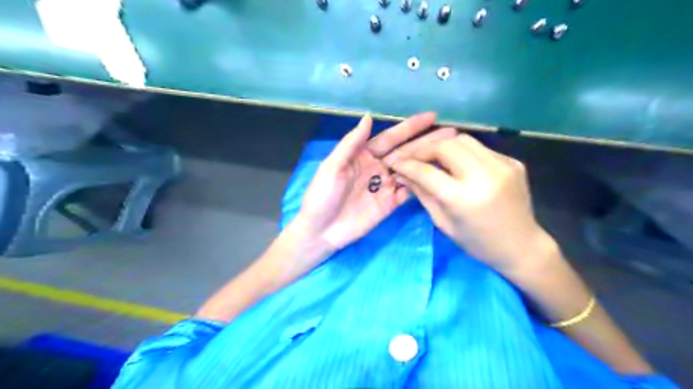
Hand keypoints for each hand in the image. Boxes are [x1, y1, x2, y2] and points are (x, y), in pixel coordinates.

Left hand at [290, 111, 457, 253]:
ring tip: (452, 152)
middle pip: (406, 152)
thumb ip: (351, 144)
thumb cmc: (321, 196)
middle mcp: (377, 168)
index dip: (410, 127)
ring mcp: (385, 186)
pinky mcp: (390, 204)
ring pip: (411, 170)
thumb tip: (369, 117)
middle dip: (427, 142)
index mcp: (363, 155)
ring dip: (430, 161)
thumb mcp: (332, 167)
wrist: (320, 231)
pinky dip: (423, 185)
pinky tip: (439, 177)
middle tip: (452, 133)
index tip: (431, 116)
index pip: (390, 138)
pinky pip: (409, 191)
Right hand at [388, 134, 555, 272]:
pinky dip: (462, 152)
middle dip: (424, 149)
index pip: (426, 171)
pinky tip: (458, 164)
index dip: (407, 165)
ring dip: (442, 146)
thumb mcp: (443, 222)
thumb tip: (403, 174)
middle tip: (414, 158)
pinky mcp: (512, 162)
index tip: (395, 162)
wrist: (522, 246)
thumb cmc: (478, 243)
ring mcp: (502, 165)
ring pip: (463, 140)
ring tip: (433, 157)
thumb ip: (422, 194)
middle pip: (445, 146)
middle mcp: (483, 176)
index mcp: (463, 198)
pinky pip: (480, 148)